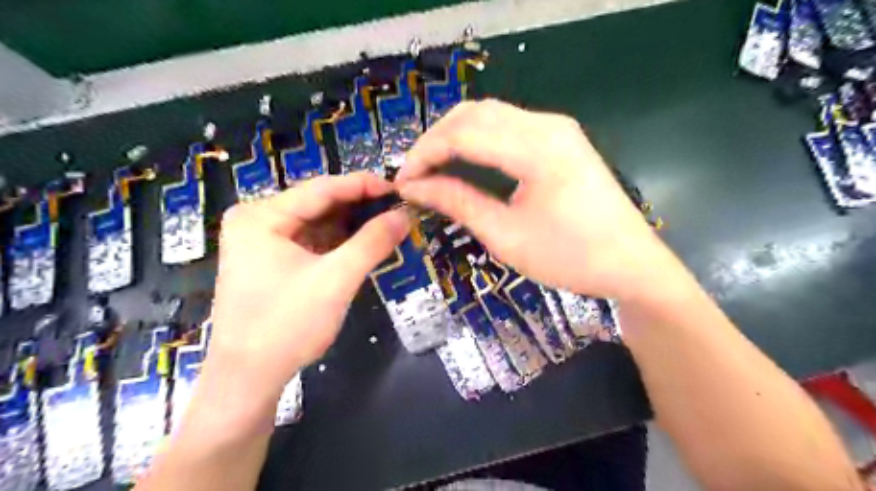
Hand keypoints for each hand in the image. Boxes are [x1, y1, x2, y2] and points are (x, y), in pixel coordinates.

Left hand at [208, 174, 410, 395]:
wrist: (247, 379)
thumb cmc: (286, 325)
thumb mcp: (336, 280)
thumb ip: (372, 242)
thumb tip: (405, 214)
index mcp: (262, 216)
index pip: (322, 189)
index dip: (364, 186)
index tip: (399, 189)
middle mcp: (258, 220)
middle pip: (319, 204)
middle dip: (360, 207)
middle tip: (398, 209)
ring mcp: (263, 241)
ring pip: (318, 223)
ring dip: (352, 225)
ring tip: (388, 224)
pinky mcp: (272, 260)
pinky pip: (312, 241)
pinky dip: (339, 242)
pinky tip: (365, 242)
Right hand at [395, 97, 671, 301]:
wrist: (632, 264)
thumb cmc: (570, 258)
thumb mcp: (506, 236)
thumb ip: (458, 203)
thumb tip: (415, 187)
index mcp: (537, 149)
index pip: (463, 134)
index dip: (425, 154)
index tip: (403, 181)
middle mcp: (547, 125)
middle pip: (474, 114)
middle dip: (436, 140)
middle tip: (414, 174)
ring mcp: (558, 128)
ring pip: (490, 114)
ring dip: (455, 136)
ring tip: (432, 167)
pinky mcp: (561, 138)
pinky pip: (508, 126)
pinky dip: (478, 138)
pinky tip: (464, 159)